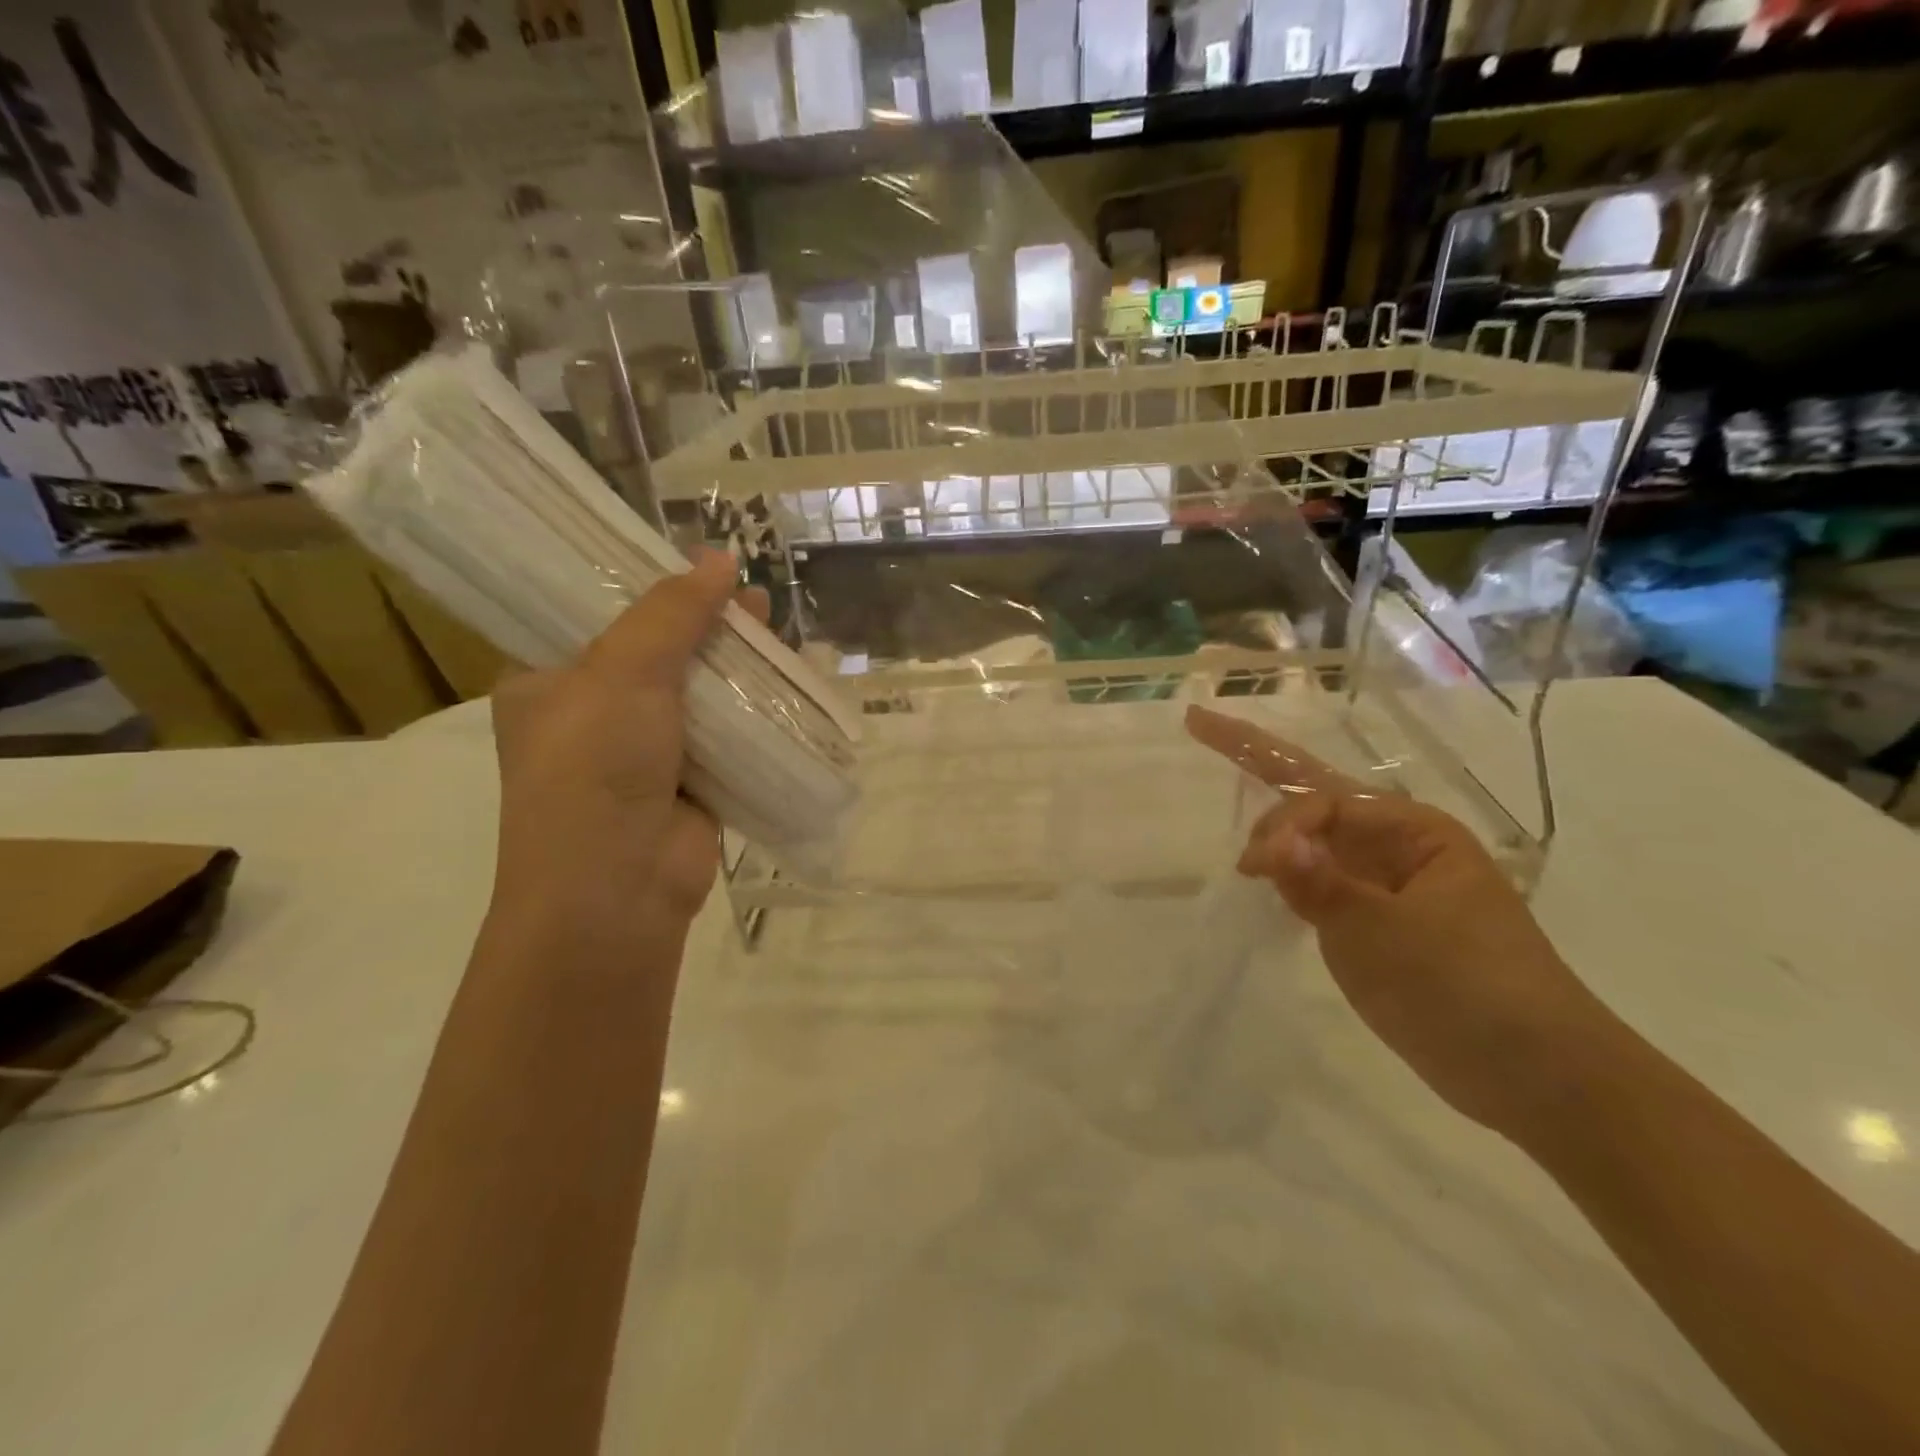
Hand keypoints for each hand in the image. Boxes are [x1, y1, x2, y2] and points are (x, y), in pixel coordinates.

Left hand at [489, 552, 762, 944]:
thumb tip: (720, 558)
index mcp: (549, 681)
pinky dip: (755, 709)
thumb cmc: (594, 769)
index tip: (693, 565)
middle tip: (747, 596)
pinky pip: (728, 732)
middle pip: (658, 650)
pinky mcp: (692, 781)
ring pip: (699, 691)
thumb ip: (671, 613)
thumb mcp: (622, 674)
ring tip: (774, 628)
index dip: (648, 587)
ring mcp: (645, 751)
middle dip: (704, 623)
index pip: (597, 616)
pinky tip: (787, 681)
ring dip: (736, 664)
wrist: (618, 889)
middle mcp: (593, 712)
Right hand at [1186, 705, 1615, 1138]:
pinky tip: (1264, 863)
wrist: (1538, 1076)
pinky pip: (1320, 877)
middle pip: (1314, 793)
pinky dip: (1288, 864)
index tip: (1251, 868)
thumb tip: (1270, 846)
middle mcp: (1398, 846)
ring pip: (1315, 834)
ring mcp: (1387, 885)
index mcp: (1414, 831)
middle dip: (1260, 758)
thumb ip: (1321, 885)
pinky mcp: (1378, 923)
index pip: (1326, 803)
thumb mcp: (1385, 935)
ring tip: (1227, 779)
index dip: (1281, 823)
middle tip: (1202, 725)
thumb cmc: (1468, 989)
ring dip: (1271, 811)